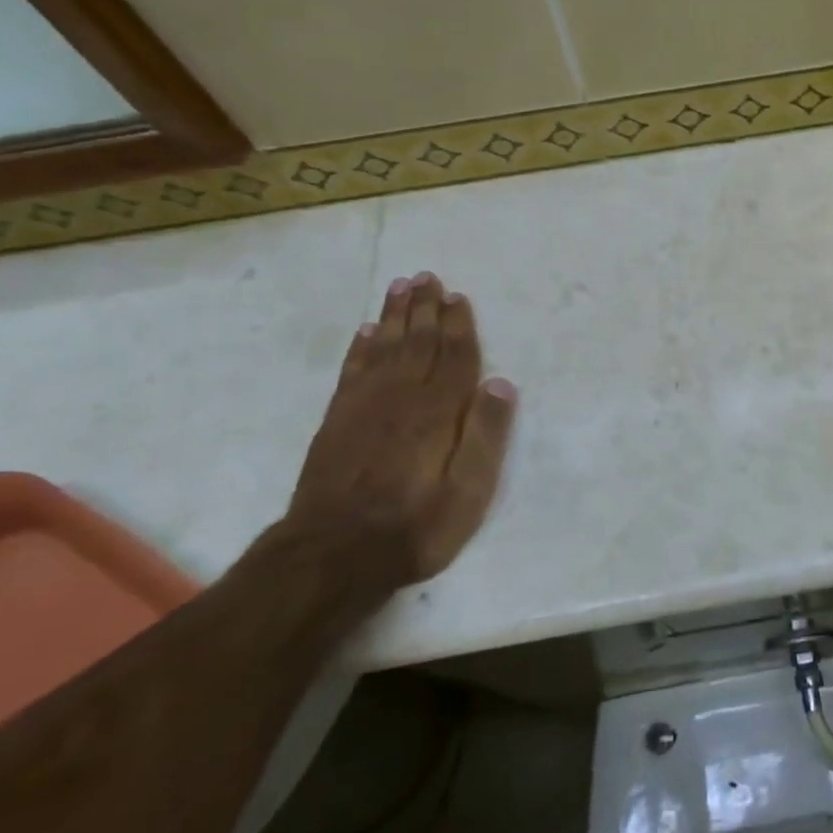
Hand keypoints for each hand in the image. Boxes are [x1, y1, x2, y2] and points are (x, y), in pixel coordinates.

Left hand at [284, 273, 516, 590]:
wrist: (331, 556)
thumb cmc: (414, 526)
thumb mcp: (468, 492)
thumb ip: (485, 435)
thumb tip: (501, 382)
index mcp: (438, 411)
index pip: (454, 356)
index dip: (459, 325)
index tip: (458, 295)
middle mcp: (402, 396)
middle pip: (418, 341)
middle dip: (425, 308)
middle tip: (427, 276)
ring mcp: (365, 406)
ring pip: (385, 346)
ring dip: (395, 315)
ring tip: (400, 286)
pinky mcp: (337, 420)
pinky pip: (352, 369)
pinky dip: (361, 345)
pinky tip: (366, 330)